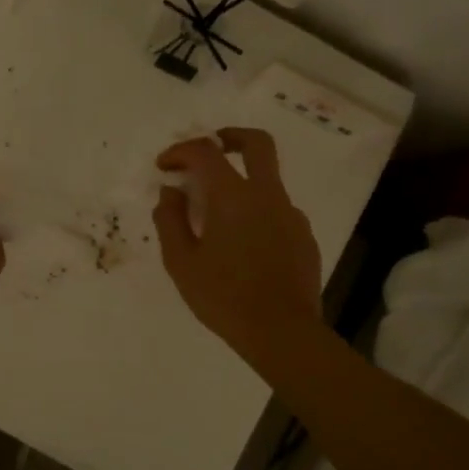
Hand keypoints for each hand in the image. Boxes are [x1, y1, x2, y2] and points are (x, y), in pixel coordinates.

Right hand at [154, 128, 321, 361]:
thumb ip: (170, 221)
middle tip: (210, 147)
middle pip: (257, 144)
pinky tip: (243, 245)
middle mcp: (267, 195)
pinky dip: (256, 212)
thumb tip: (170, 193)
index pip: (205, 152)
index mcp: (233, 196)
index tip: (164, 166)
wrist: (282, 332)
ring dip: (241, 183)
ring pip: (267, 181)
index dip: (180, 151)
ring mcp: (291, 215)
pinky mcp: (304, 237)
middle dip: (230, 137)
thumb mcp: (182, 262)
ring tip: (217, 217)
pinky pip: (277, 211)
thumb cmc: (224, 297)